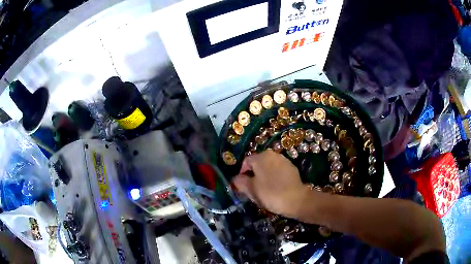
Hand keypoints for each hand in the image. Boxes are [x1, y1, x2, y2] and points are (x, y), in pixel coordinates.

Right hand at [232, 150, 309, 217]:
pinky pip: (278, 171)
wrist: (296, 199)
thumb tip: (235, 179)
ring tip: (264, 189)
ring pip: (268, 167)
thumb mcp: (251, 189)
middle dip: (253, 174)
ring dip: (264, 175)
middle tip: (253, 188)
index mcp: (261, 157)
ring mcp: (284, 160)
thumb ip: (240, 182)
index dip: (242, 174)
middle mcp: (272, 154)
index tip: (243, 186)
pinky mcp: (292, 168)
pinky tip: (275, 188)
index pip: (246, 162)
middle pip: (258, 163)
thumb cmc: (270, 193)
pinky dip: (274, 177)